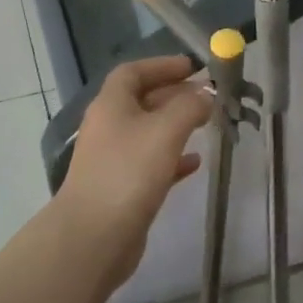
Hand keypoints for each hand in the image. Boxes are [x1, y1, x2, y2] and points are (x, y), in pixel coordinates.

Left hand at [56, 55, 212, 291]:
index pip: (133, 72)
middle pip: (141, 101)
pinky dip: (173, 158)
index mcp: (111, 105)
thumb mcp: (165, 131)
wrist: (94, 236)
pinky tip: (195, 163)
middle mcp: (108, 127)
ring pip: (148, 132)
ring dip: (176, 125)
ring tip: (207, 124)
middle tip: (207, 96)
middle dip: (174, 94)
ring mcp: (113, 159)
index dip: (161, 66)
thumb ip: (189, 107)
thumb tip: (206, 93)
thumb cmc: (129, 173)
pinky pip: (151, 163)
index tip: (192, 67)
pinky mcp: (122, 188)